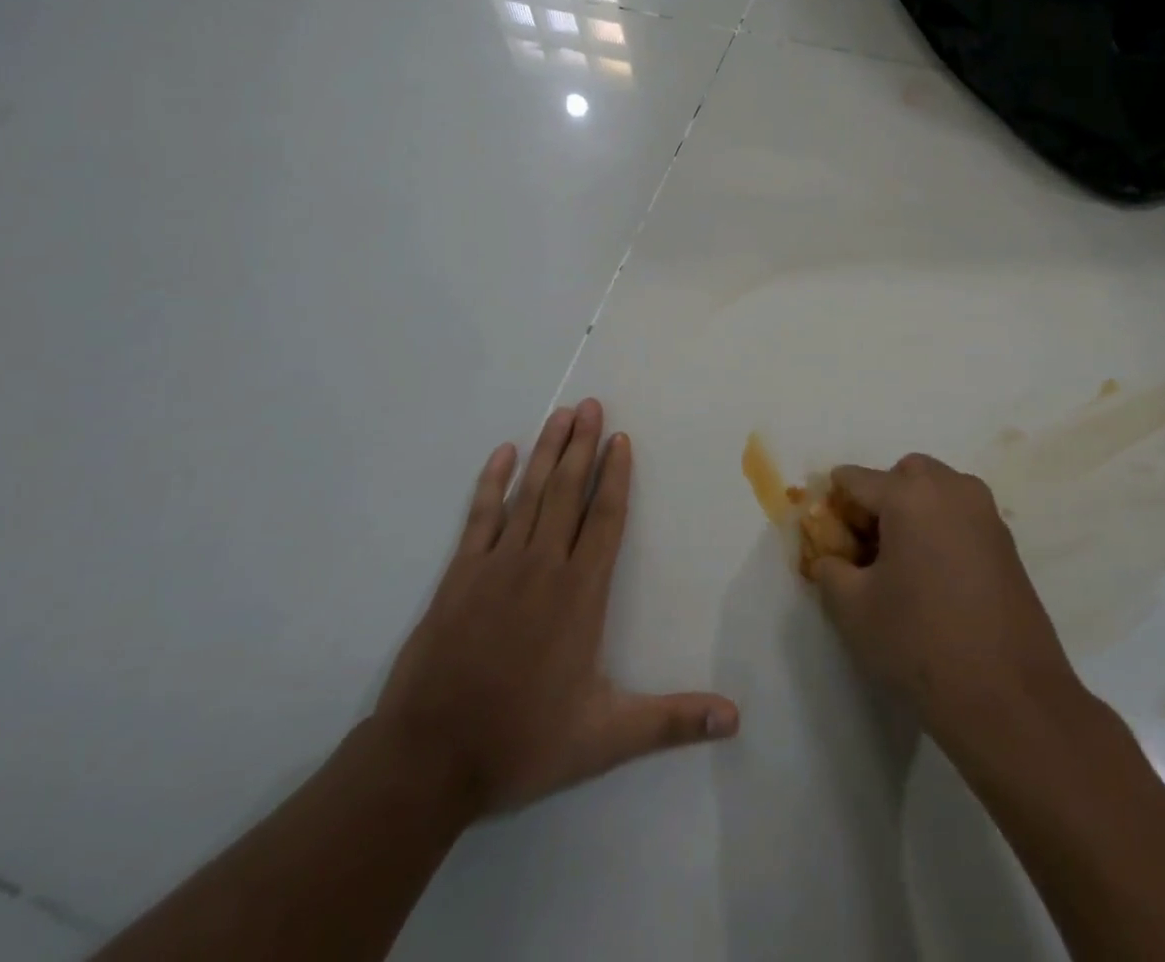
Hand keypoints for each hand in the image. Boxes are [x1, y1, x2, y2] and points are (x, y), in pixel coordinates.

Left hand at [372, 400, 738, 822]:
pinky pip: (480, 516)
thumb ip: (672, 721)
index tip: (620, 439)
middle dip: (582, 446)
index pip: (606, 519)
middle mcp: (543, 565)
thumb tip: (735, 719)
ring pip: (529, 494)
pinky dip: (492, 482)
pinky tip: (502, 453)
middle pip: (568, 492)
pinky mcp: (459, 575)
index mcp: (580, 594)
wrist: (428, 760)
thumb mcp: (605, 738)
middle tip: (591, 405)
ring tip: (561, 414)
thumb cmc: (522, 741)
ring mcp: (497, 565)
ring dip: (546, 451)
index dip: (616, 476)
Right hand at [812, 453, 1079, 748]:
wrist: (1010, 699)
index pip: (856, 480)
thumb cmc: (920, 644)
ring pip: (937, 490)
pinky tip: (934, 578)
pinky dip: (940, 528)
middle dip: (880, 499)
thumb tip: (830, 556)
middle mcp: (952, 488)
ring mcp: (985, 513)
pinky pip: (961, 515)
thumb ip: (829, 568)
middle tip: (866, 546)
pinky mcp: (1007, 542)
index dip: (834, 506)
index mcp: (910, 494)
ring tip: (901, 563)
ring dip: (913, 509)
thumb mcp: (852, 609)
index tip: (825, 536)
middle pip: (903, 474)